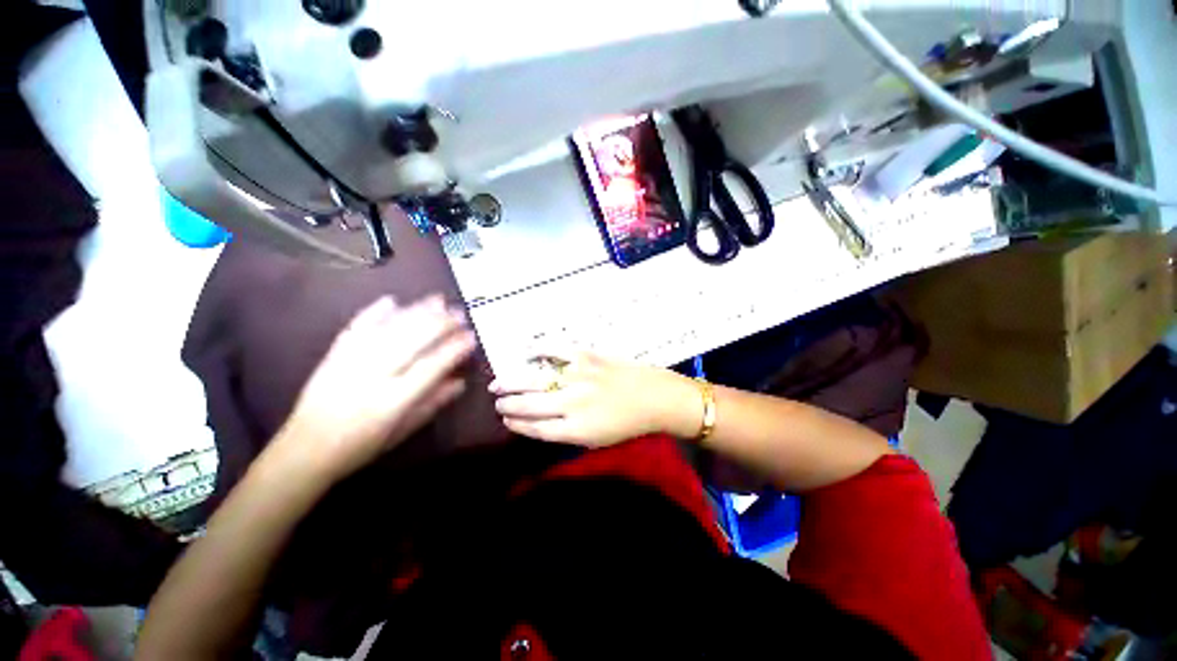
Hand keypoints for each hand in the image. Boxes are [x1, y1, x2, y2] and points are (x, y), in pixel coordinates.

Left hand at [274, 295, 476, 482]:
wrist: (304, 451)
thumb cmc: (361, 446)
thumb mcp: (403, 431)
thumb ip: (433, 404)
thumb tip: (460, 381)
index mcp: (392, 401)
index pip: (430, 367)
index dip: (453, 349)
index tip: (471, 336)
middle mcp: (371, 377)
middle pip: (410, 342)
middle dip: (439, 323)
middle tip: (460, 312)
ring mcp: (349, 363)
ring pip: (387, 330)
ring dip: (415, 312)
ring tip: (437, 300)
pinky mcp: (331, 357)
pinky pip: (354, 329)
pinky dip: (373, 312)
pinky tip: (391, 300)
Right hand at [490, 351, 701, 446]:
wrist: (656, 397)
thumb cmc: (628, 424)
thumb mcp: (597, 440)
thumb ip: (567, 433)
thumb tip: (539, 422)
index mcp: (575, 429)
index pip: (535, 428)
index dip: (516, 424)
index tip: (505, 419)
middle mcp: (572, 403)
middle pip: (529, 404)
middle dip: (507, 404)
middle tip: (497, 402)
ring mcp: (578, 376)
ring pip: (534, 379)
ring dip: (511, 382)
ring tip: (497, 384)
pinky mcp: (586, 356)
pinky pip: (555, 350)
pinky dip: (537, 349)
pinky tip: (525, 352)